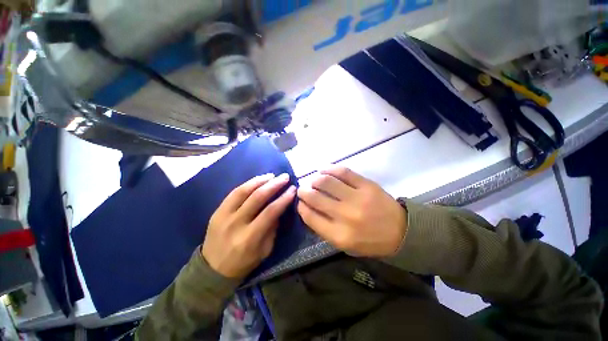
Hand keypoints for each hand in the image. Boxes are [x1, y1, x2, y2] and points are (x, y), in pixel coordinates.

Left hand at [202, 173, 295, 278]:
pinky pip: (233, 193)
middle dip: (274, 185)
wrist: (212, 270)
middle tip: (285, 177)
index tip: (293, 189)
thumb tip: (279, 208)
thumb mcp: (264, 251)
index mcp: (249, 238)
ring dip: (260, 181)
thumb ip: (272, 229)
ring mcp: (223, 216)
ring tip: (272, 175)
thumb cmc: (243, 262)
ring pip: (243, 191)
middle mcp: (236, 224)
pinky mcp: (217, 211)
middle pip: (257, 198)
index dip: (283, 199)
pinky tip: (257, 180)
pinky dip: (247, 184)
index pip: (270, 212)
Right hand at [297, 166, 406, 256]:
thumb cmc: (369, 241)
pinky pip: (343, 172)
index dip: (301, 207)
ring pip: (326, 182)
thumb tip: (307, 209)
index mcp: (339, 235)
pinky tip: (324, 169)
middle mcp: (345, 216)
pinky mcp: (367, 185)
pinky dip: (329, 169)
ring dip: (314, 179)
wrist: (400, 232)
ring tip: (314, 180)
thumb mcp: (344, 244)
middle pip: (315, 197)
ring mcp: (357, 198)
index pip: (310, 217)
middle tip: (302, 189)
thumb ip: (324, 228)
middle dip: (303, 191)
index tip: (300, 202)